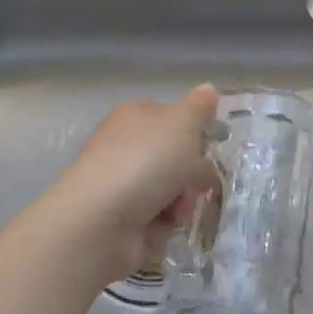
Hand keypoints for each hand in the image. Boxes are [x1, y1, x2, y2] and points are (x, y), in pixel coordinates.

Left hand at [52, 85, 221, 281]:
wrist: (101, 220)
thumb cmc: (145, 160)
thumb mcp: (182, 122)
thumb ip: (200, 107)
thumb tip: (209, 88)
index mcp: (135, 116)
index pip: (170, 115)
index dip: (193, 128)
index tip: (211, 142)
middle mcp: (126, 146)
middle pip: (173, 156)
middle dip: (193, 170)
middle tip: (202, 181)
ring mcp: (122, 184)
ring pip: (171, 188)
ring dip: (183, 199)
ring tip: (179, 209)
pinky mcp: (122, 219)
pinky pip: (158, 218)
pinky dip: (166, 222)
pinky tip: (164, 224)